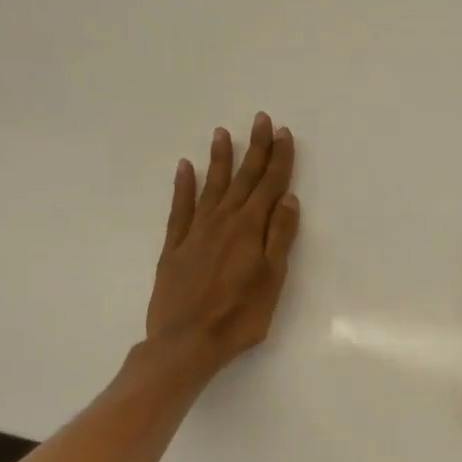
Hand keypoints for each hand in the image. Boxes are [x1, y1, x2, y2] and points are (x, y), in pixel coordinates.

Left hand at [143, 112, 299, 382]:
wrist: (186, 342)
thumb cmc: (239, 315)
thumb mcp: (272, 278)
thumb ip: (279, 237)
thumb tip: (287, 199)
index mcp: (250, 229)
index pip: (269, 185)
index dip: (278, 159)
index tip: (283, 133)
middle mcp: (223, 221)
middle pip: (243, 179)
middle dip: (255, 148)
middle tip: (261, 120)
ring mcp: (195, 232)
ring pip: (212, 186)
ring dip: (220, 159)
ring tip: (223, 133)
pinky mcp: (174, 246)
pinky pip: (180, 207)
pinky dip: (183, 186)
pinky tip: (185, 168)